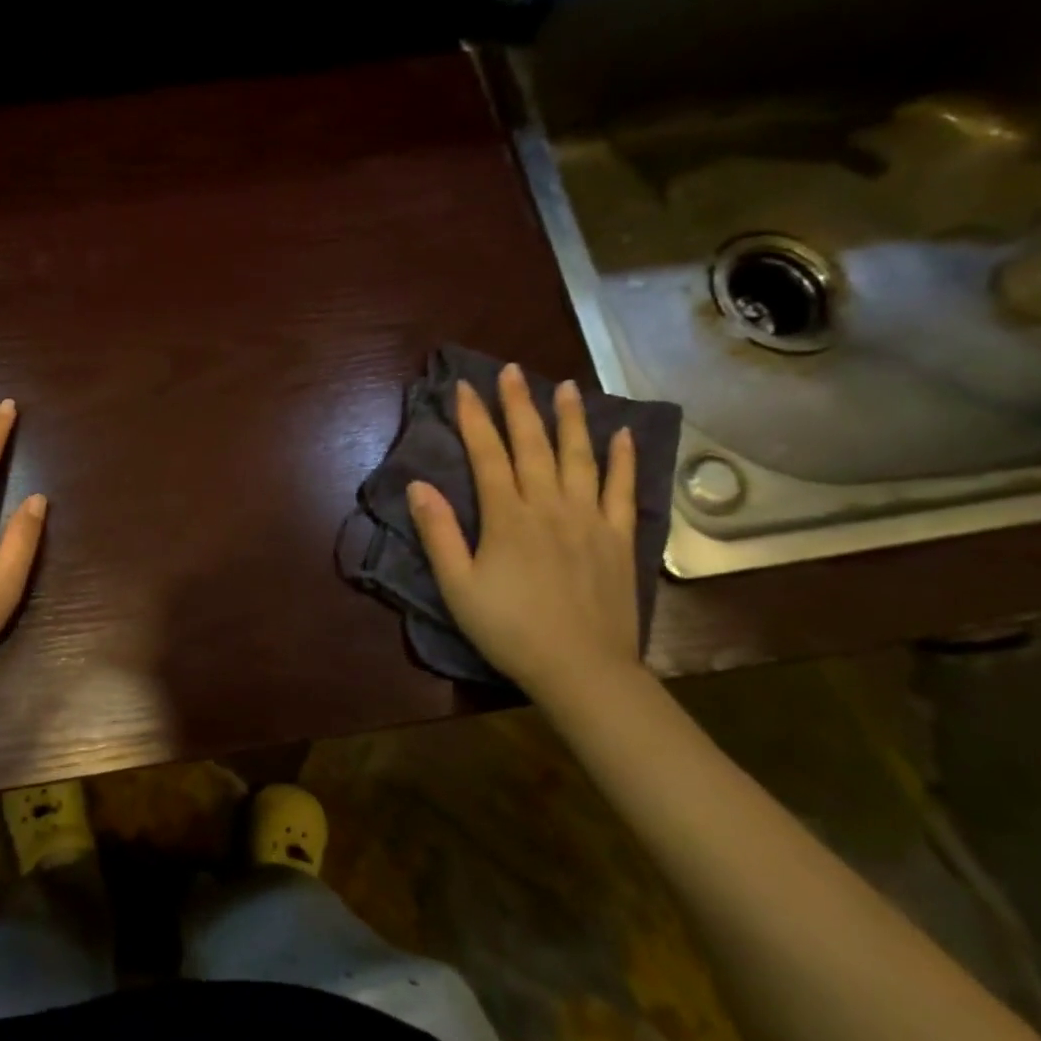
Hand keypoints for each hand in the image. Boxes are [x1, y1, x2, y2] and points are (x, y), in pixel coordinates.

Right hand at [406, 363, 640, 704]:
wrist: (582, 670)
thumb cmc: (510, 629)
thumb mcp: (458, 586)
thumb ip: (438, 533)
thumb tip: (418, 486)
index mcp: (508, 517)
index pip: (487, 455)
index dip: (474, 419)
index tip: (464, 387)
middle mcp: (549, 505)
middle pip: (532, 445)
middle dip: (518, 405)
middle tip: (511, 371)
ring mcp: (589, 518)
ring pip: (578, 457)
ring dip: (570, 419)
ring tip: (565, 386)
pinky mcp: (617, 538)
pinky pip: (621, 489)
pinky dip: (621, 459)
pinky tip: (620, 434)